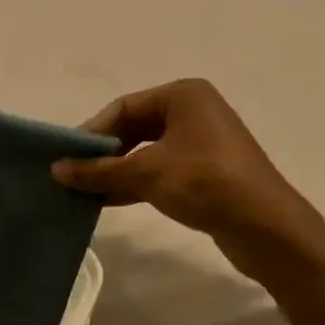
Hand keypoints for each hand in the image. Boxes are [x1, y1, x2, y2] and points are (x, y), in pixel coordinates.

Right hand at [52, 79, 324, 283]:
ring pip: (146, 152)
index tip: (66, 157)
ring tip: (83, 191)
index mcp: (183, 95)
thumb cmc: (206, 183)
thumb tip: (56, 170)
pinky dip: (135, 183)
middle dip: (104, 153)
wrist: (267, 229)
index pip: (124, 106)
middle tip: (72, 175)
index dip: (93, 131)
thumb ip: (101, 170)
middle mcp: (193, 111)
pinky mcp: (205, 173)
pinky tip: (108, 201)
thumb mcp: (148, 173)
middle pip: (135, 128)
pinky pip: (160, 171)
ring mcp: (201, 143)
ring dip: (116, 171)